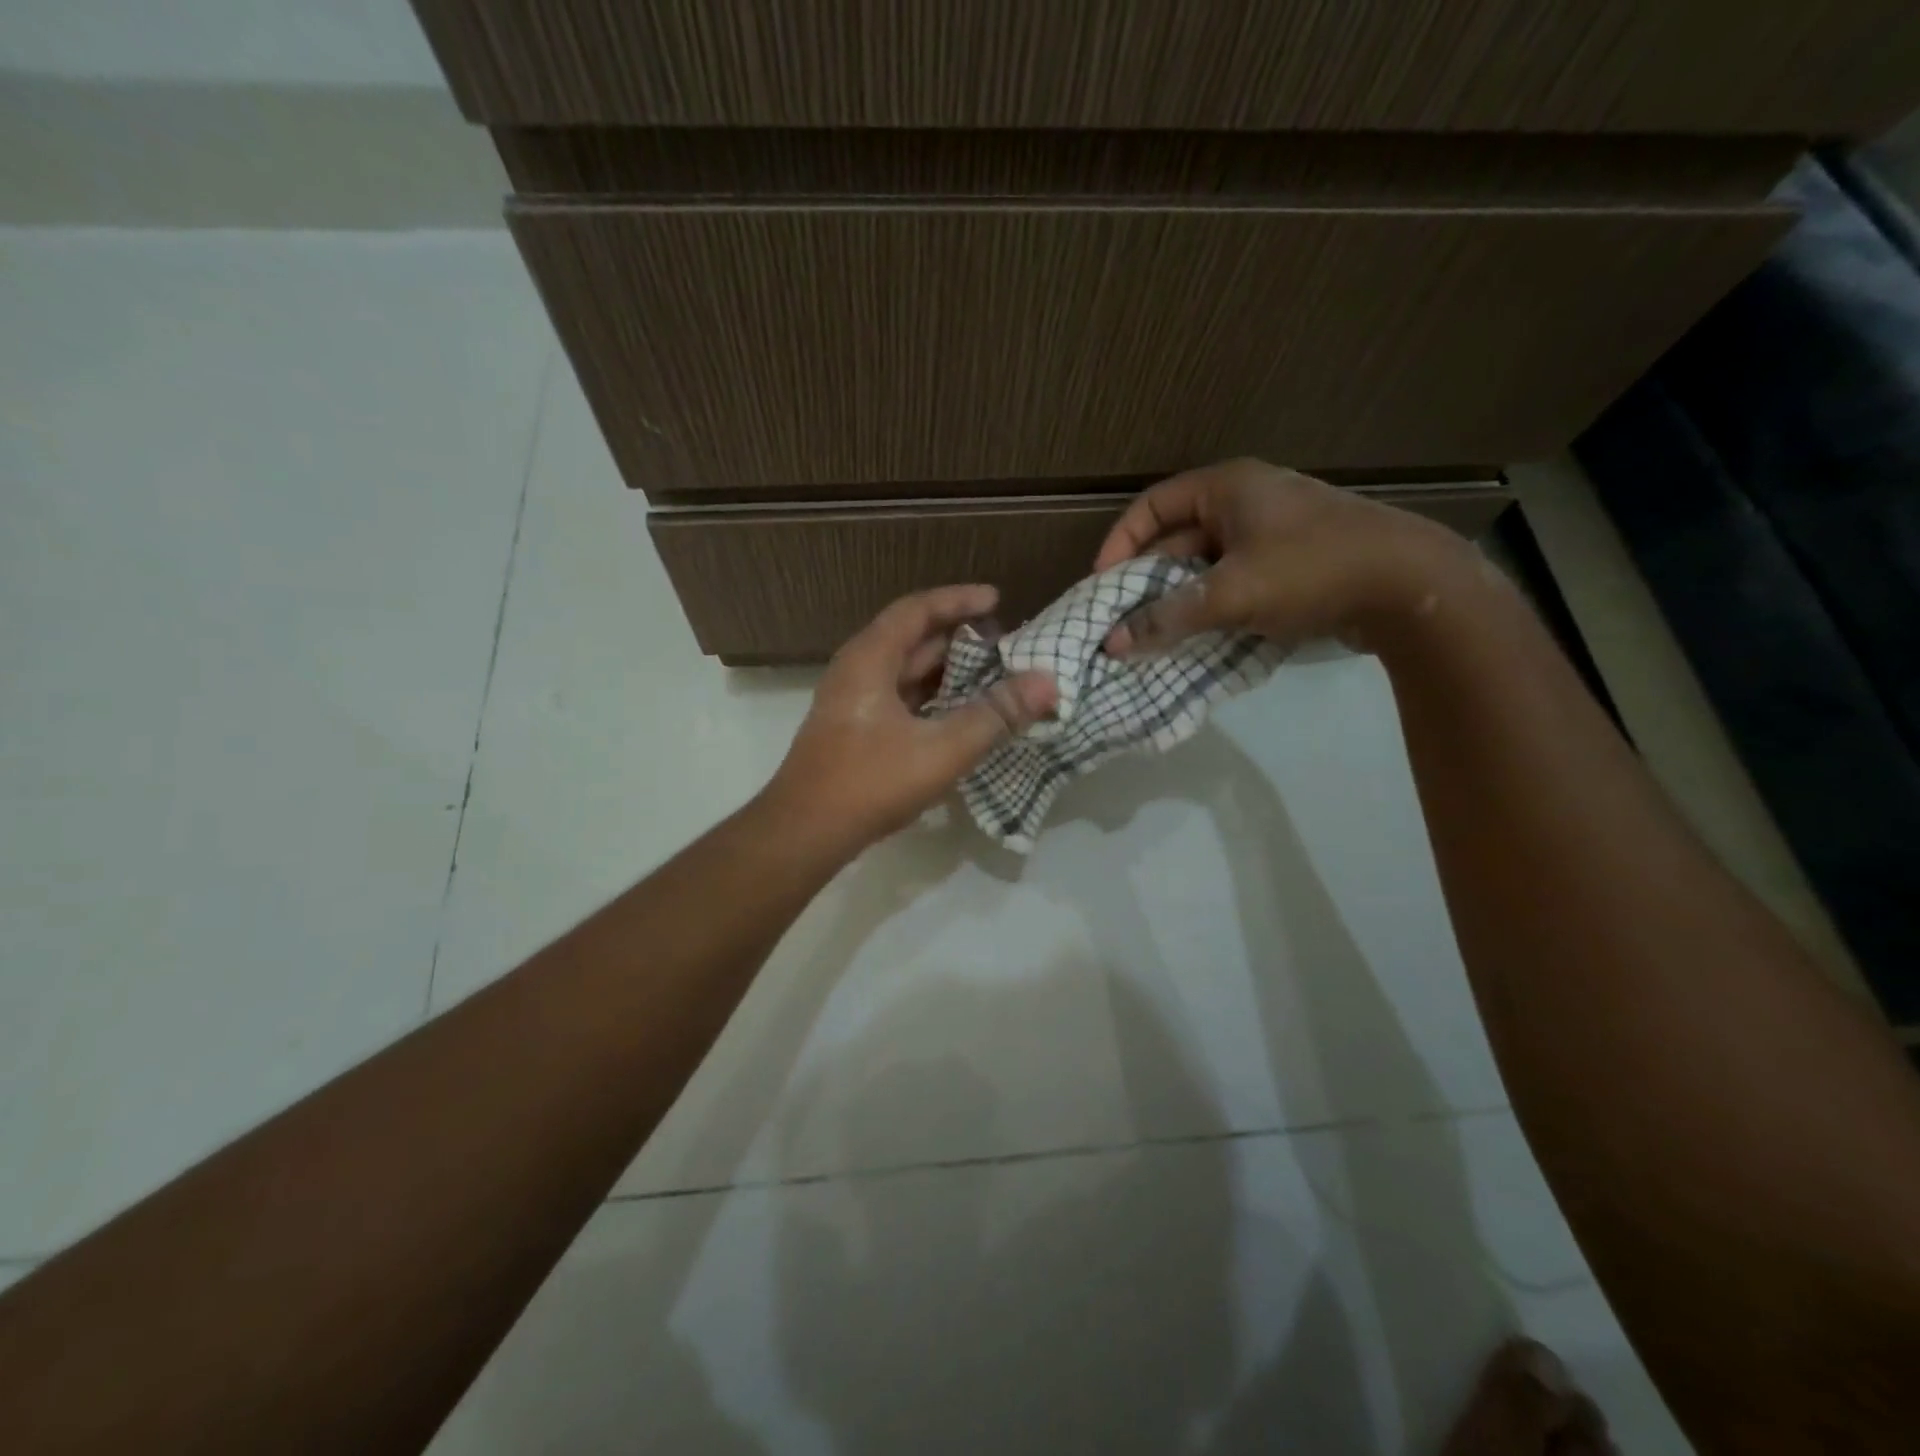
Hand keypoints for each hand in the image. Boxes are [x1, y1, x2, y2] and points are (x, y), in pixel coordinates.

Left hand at [764, 585, 1056, 848]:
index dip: (958, 600)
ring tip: (991, 676)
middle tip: (1003, 643)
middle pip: (912, 639)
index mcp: (869, 659)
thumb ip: (994, 715)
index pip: (917, 610)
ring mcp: (853, 703)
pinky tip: (959, 716)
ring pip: (906, 673)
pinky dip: (932, 699)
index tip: (997, 600)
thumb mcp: (941, 749)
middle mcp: (857, 671)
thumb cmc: (870, 782)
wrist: (804, 833)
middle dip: (958, 637)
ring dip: (946, 671)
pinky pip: (900, 700)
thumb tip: (1046, 683)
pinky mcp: (855, 731)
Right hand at [1093, 459, 1475, 657]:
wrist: (1411, 588)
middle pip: (1177, 537)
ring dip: (1179, 598)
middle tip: (1123, 618)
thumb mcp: (1230, 594)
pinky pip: (1233, 582)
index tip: (1102, 584)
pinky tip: (1198, 636)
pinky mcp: (1290, 564)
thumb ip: (1167, 617)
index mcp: (1228, 488)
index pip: (1153, 506)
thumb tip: (1112, 643)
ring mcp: (1271, 534)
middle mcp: (1246, 502)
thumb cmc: (1312, 570)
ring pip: (1205, 565)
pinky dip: (1211, 606)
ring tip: (1153, 634)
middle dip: (1148, 578)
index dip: (1121, 542)